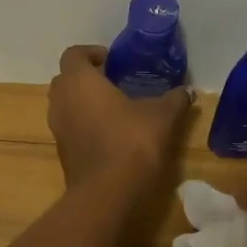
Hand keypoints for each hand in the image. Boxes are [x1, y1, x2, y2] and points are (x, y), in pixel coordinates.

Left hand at [47, 45, 191, 192]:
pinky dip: (84, 124)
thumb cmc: (131, 142)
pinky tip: (110, 133)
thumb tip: (188, 91)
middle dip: (87, 77)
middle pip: (66, 79)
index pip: (74, 54)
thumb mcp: (161, 116)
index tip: (112, 60)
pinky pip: (70, 127)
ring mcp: (58, 128)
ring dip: (84, 102)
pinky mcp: (62, 151)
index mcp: (80, 82)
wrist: (107, 193)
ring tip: (115, 108)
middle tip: (114, 82)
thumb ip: (174, 99)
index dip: (92, 53)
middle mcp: (61, 100)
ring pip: (66, 104)